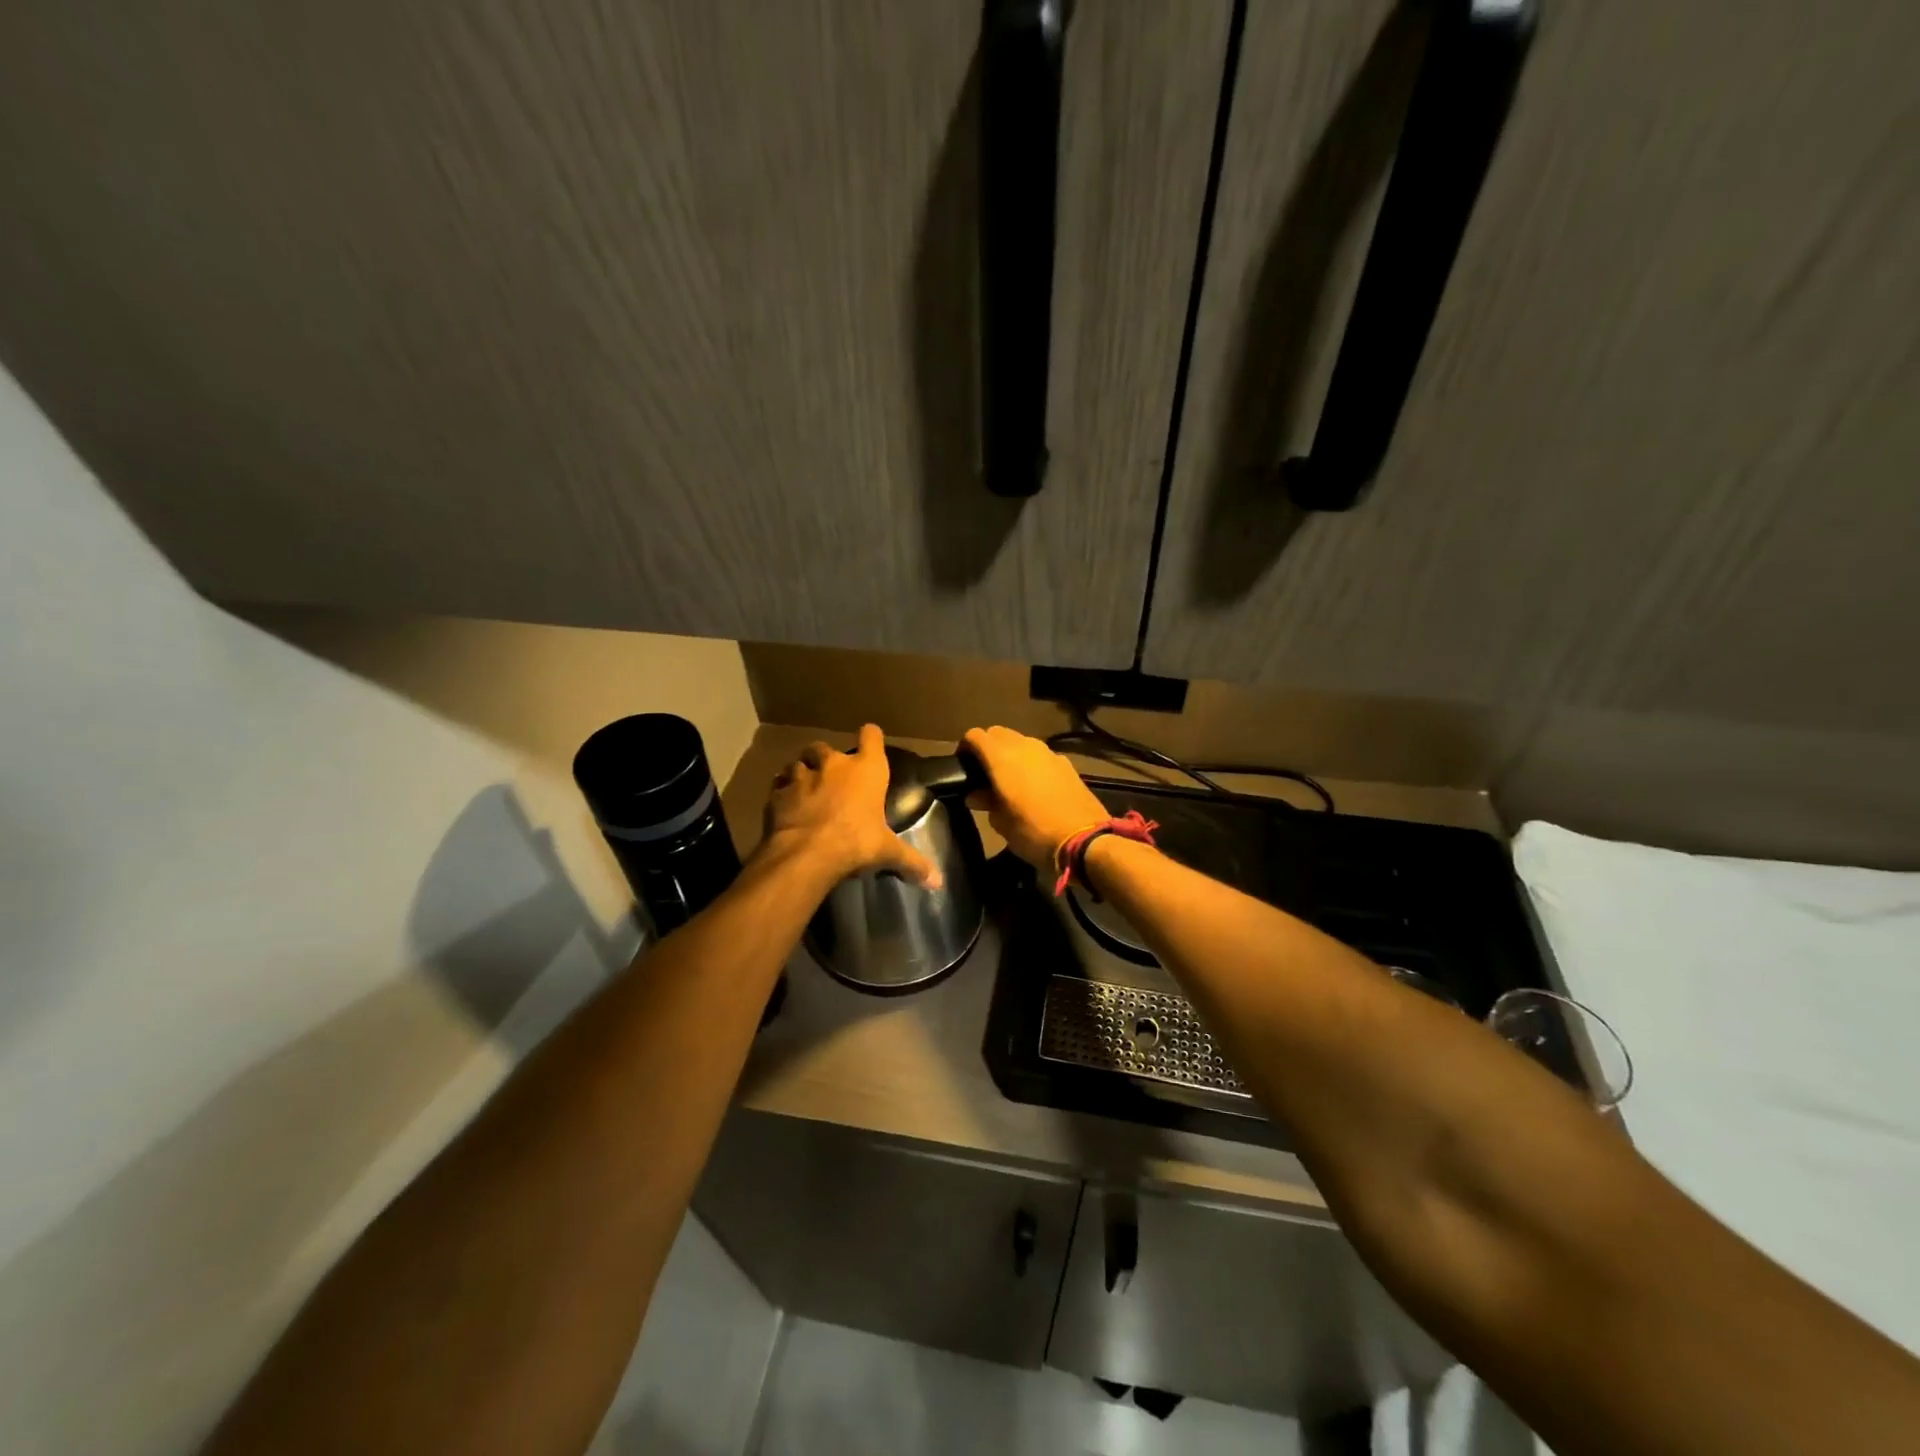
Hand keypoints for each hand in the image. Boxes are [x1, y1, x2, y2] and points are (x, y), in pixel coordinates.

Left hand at [763, 724, 940, 888]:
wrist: (806, 853)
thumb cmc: (855, 842)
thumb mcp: (886, 852)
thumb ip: (912, 862)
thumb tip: (939, 882)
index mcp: (866, 770)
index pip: (871, 736)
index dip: (870, 737)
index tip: (870, 741)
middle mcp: (833, 765)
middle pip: (825, 747)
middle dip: (826, 758)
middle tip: (830, 776)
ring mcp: (802, 776)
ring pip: (797, 762)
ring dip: (801, 772)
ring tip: (804, 788)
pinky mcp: (777, 793)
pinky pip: (778, 785)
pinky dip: (781, 791)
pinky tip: (784, 804)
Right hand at [961, 725, 1108, 870]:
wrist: (1085, 840)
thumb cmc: (1034, 833)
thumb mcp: (1002, 823)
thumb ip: (986, 802)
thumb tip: (976, 794)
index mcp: (1001, 758)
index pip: (975, 735)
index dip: (966, 747)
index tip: (963, 765)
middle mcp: (1024, 746)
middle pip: (998, 733)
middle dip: (988, 747)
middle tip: (984, 773)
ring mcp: (1048, 753)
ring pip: (1021, 741)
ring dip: (1011, 753)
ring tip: (1009, 779)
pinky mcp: (1066, 763)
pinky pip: (1040, 755)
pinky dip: (1031, 762)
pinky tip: (1034, 786)